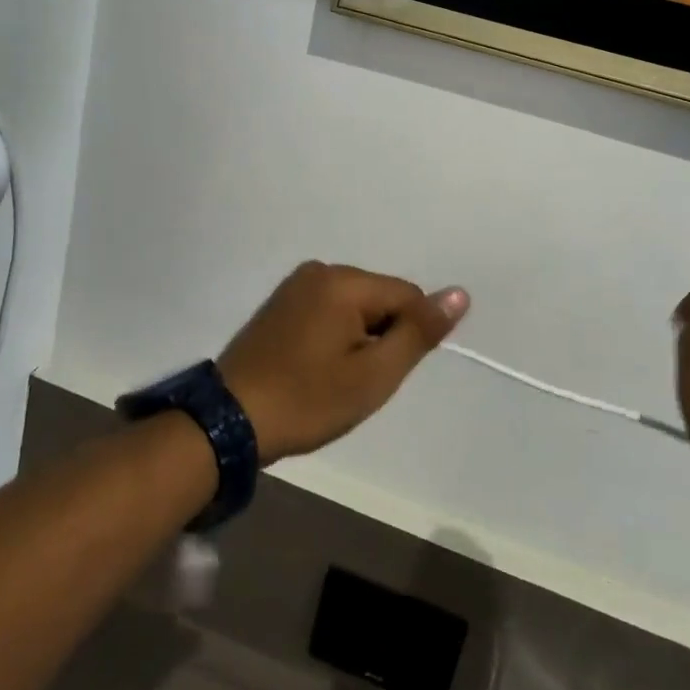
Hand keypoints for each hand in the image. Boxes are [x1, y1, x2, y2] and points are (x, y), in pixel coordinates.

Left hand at [218, 262, 469, 464]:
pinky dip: (334, 335)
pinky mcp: (281, 301)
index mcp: (344, 281)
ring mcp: (296, 284)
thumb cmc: (307, 400)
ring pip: (355, 305)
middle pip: (380, 298)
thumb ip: (418, 332)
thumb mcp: (373, 375)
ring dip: (358, 337)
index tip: (382, 373)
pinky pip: (328, 309)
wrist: (229, 419)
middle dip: (381, 336)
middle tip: (356, 381)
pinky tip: (316, 366)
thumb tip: (460, 293)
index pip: (407, 296)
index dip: (408, 337)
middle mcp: (320, 270)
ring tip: (333, 377)